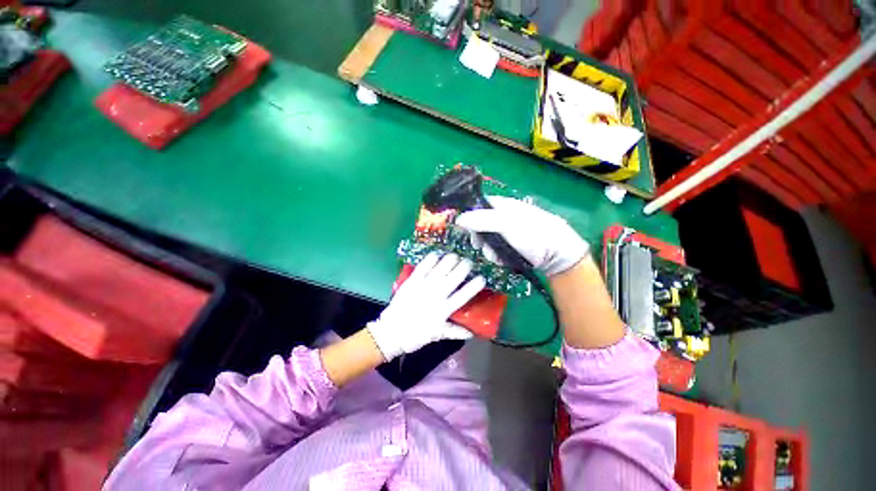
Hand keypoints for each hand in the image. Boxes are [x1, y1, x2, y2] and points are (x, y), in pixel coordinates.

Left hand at [367, 252, 485, 361]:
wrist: (391, 332)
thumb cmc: (415, 335)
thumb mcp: (437, 335)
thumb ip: (455, 332)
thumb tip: (473, 333)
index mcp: (443, 310)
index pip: (462, 296)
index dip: (473, 286)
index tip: (482, 278)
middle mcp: (435, 296)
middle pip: (453, 278)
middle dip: (464, 267)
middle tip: (469, 261)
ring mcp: (423, 287)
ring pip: (440, 270)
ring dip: (450, 261)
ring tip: (455, 255)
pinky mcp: (412, 281)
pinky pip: (423, 267)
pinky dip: (431, 259)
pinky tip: (437, 254)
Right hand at [456, 196, 589, 276]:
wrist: (557, 253)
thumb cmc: (532, 233)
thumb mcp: (505, 224)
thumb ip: (481, 220)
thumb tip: (458, 219)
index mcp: (502, 205)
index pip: (478, 206)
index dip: (469, 217)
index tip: (465, 230)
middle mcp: (503, 217)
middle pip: (480, 226)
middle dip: (479, 238)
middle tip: (480, 246)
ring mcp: (507, 233)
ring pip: (488, 241)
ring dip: (489, 250)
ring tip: (497, 256)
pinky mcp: (511, 246)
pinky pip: (497, 250)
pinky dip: (497, 256)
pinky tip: (503, 260)